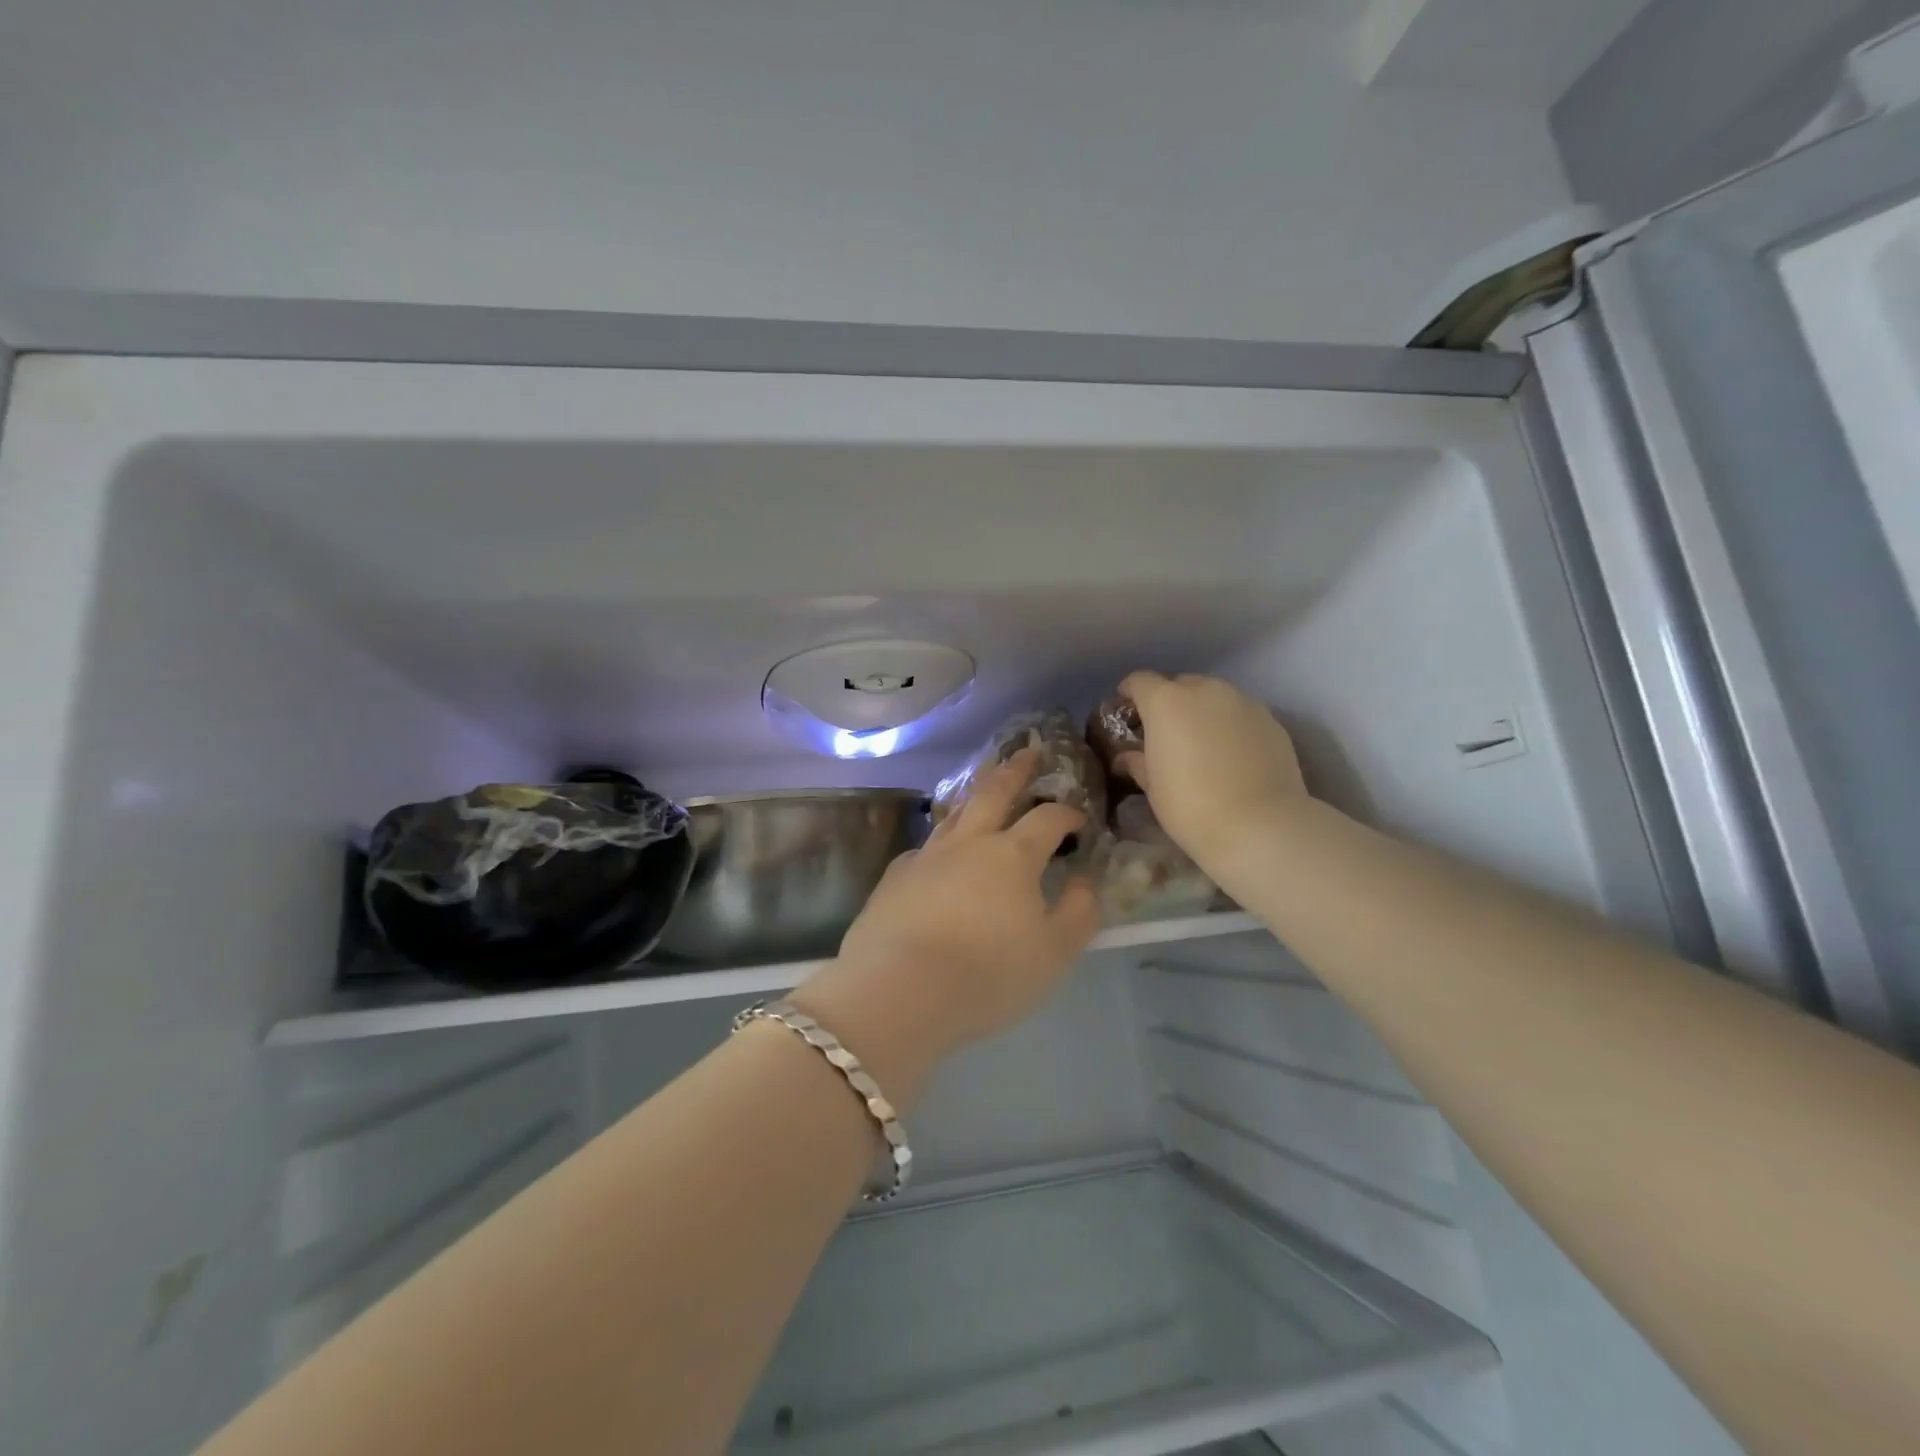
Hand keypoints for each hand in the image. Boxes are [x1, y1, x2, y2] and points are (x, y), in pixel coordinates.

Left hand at [791, 751, 1100, 1102]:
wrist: (900, 990)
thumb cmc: (988, 973)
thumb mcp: (1054, 952)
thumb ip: (1079, 913)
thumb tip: (1086, 881)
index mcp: (1013, 855)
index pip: (1047, 818)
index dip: (1067, 813)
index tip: (1079, 818)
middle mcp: (969, 842)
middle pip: (994, 792)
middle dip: (1016, 769)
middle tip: (1030, 751)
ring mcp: (927, 856)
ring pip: (954, 812)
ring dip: (974, 793)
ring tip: (984, 783)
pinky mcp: (895, 877)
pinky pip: (924, 847)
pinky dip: (940, 840)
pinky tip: (939, 851)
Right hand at [1116, 671, 1306, 883]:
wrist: (1259, 825)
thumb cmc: (1190, 805)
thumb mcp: (1153, 787)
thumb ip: (1138, 762)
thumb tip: (1127, 757)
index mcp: (1166, 702)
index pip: (1139, 681)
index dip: (1130, 694)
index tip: (1127, 714)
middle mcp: (1204, 690)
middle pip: (1180, 685)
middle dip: (1169, 703)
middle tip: (1166, 734)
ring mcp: (1242, 701)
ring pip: (1214, 697)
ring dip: (1202, 712)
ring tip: (1202, 744)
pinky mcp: (1271, 719)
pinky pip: (1240, 714)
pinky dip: (1231, 726)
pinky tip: (1232, 755)